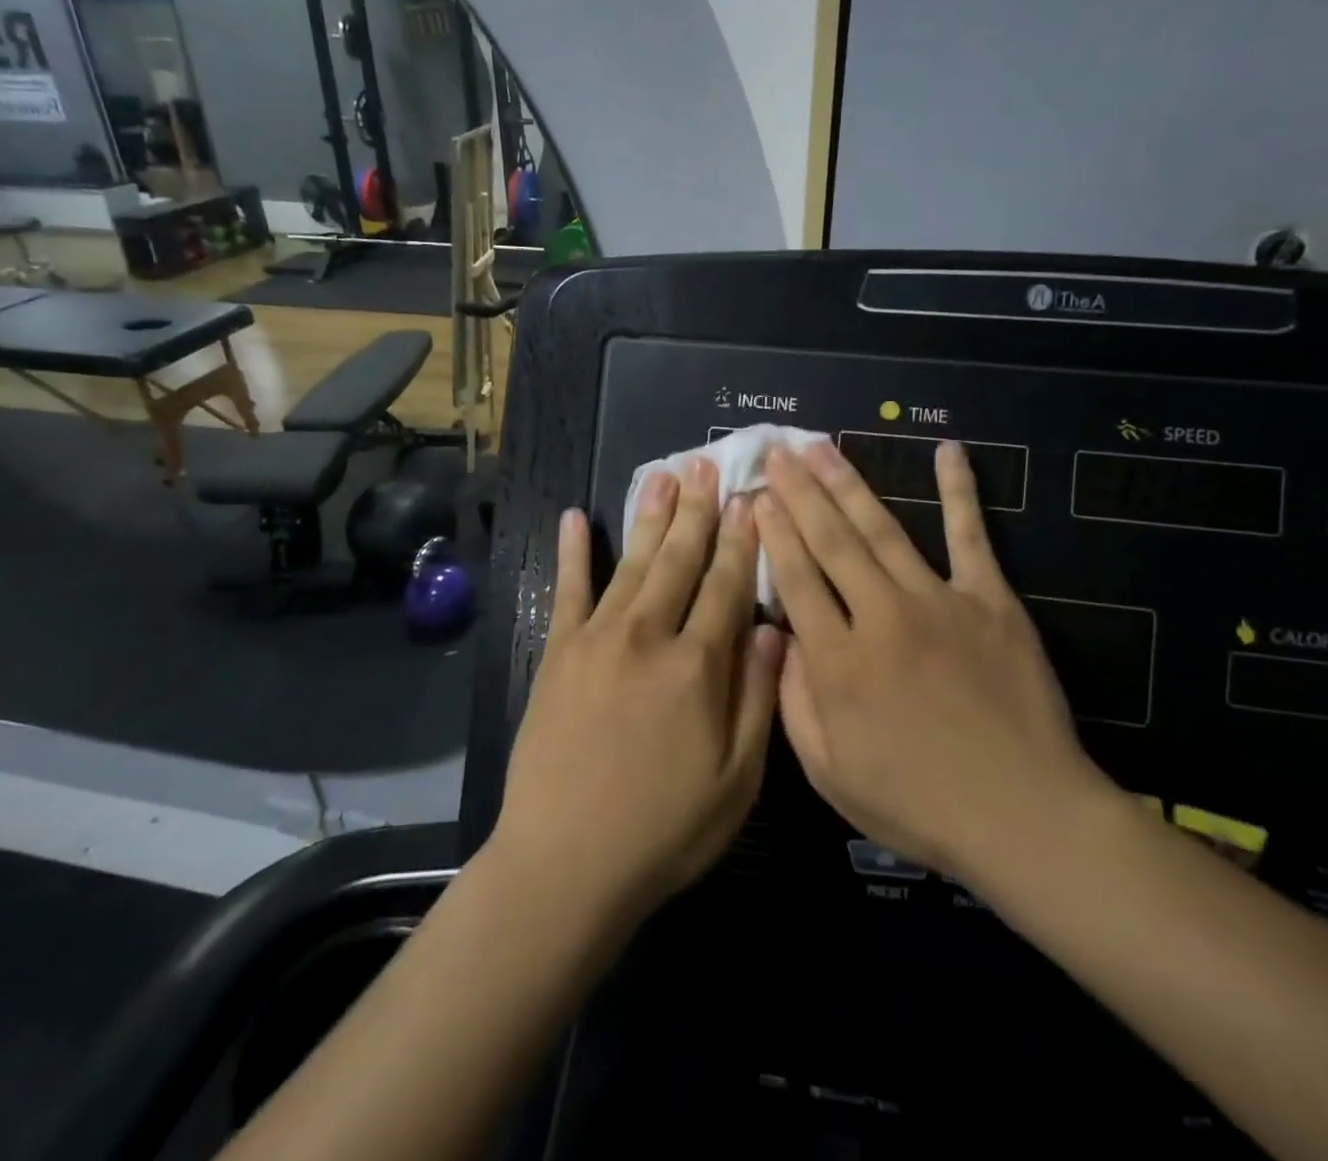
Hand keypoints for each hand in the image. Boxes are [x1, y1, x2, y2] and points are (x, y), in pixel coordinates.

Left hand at [489, 459, 782, 927]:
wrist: (566, 864)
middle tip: (706, 463)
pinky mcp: (557, 653)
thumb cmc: (664, 830)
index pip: (727, 585)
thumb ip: (756, 696)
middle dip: (698, 509)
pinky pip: (567, 590)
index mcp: (698, 666)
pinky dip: (573, 552)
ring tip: (663, 474)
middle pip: (680, 559)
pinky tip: (576, 517)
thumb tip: (770, 627)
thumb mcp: (737, 780)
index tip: (750, 499)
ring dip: (651, 515)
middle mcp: (649, 636)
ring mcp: (598, 639)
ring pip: (634, 563)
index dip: (741, 540)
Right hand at [755, 439, 1117, 892]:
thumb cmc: (918, 803)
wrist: (1023, 816)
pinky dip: (959, 490)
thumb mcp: (830, 773)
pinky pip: (970, 535)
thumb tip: (781, 637)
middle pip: (831, 541)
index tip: (755, 496)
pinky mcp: (990, 600)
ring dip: (847, 483)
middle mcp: (881, 616)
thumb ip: (794, 701)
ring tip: (821, 446)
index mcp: (839, 661)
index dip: (773, 532)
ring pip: (882, 529)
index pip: (796, 578)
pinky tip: (948, 450)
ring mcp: (938, 601)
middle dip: (799, 491)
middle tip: (778, 450)